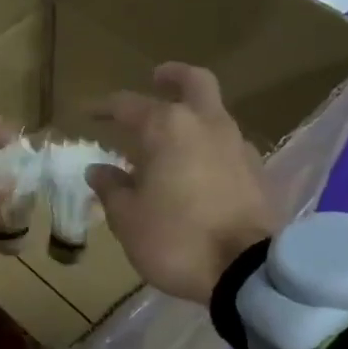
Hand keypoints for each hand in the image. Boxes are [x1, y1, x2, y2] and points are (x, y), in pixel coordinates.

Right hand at [89, 64, 278, 305]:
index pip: (129, 105)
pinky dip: (211, 146)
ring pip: (215, 114)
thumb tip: (99, 170)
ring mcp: (238, 146)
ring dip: (194, 116)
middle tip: (157, 79)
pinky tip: (200, 170)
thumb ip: (112, 188)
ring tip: (172, 140)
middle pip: (194, 82)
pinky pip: (229, 145)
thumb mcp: (129, 219)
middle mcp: (206, 125)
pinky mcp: (258, 172)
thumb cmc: (176, 240)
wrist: (247, 272)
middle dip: (173, 76)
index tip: (88, 113)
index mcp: (168, 128)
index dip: (104, 107)